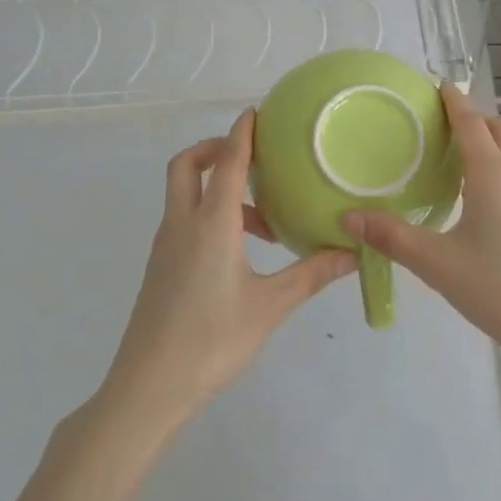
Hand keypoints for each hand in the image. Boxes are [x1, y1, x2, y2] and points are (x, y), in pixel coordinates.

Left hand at [101, 109, 355, 426]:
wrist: (148, 388)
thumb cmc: (212, 340)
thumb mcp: (270, 307)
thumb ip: (311, 274)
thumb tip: (352, 253)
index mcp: (211, 223)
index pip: (227, 162)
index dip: (242, 133)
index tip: (255, 112)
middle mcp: (183, 224)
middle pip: (187, 165)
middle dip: (214, 149)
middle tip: (251, 159)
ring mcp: (166, 246)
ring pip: (185, 194)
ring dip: (216, 188)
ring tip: (263, 222)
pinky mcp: (161, 267)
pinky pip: (184, 220)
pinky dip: (209, 214)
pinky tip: (239, 251)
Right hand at [342, 85, 500, 371]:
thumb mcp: (439, 265)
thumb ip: (393, 238)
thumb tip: (349, 219)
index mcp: (493, 174)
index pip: (471, 122)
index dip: (454, 102)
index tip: (439, 85)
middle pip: (499, 129)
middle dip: (474, 118)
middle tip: (444, 124)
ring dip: (492, 143)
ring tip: (463, 160)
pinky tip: (490, 200)